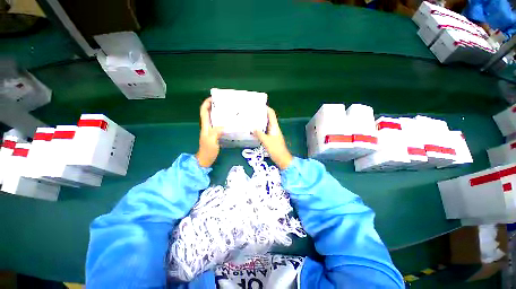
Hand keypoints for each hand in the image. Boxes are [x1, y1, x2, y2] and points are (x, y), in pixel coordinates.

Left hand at [196, 98, 222, 167]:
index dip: (207, 103)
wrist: (205, 160)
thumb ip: (216, 132)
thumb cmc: (207, 151)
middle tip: (225, 103)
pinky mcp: (215, 135)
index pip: (204, 111)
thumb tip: (224, 125)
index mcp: (205, 126)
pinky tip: (230, 122)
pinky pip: (219, 125)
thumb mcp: (212, 141)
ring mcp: (211, 131)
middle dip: (214, 106)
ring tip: (229, 110)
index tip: (213, 98)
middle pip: (209, 113)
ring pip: (214, 119)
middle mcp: (207, 126)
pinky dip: (223, 121)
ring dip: (219, 113)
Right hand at [254, 107, 292, 169]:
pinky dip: (260, 129)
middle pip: (268, 118)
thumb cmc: (276, 149)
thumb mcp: (266, 141)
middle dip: (261, 114)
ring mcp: (272, 134)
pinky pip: (264, 131)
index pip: (271, 114)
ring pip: (266, 125)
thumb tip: (253, 128)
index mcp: (275, 127)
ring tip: (251, 120)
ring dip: (260, 122)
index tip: (259, 105)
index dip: (266, 108)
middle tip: (252, 112)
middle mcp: (274, 128)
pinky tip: (253, 130)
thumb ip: (259, 134)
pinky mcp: (271, 139)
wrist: (282, 159)